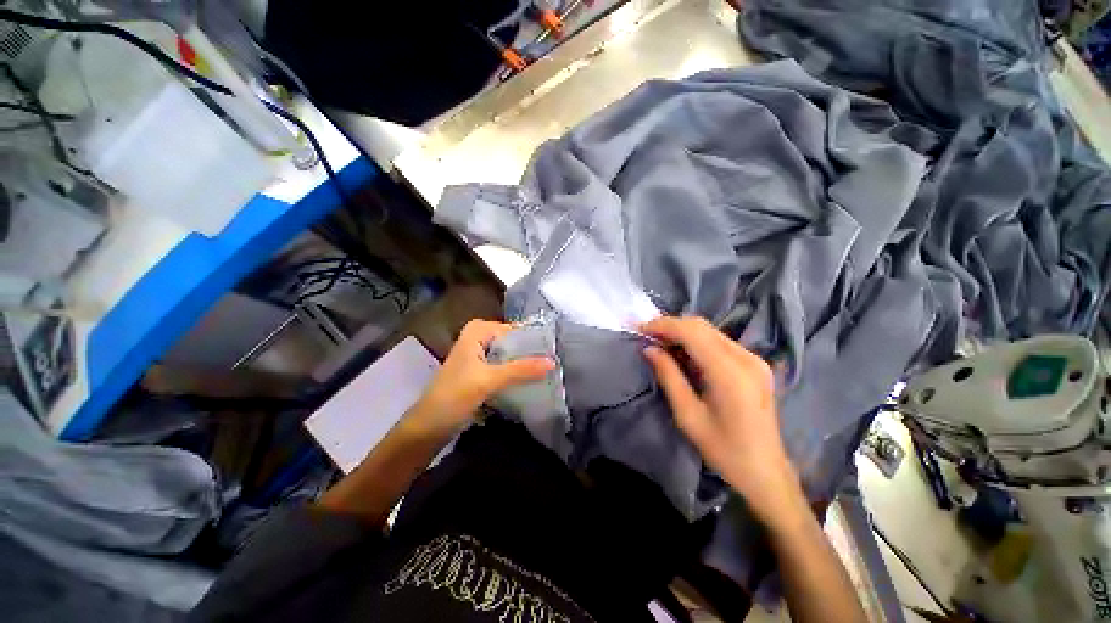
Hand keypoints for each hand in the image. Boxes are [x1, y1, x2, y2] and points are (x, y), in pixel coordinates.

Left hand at [408, 320, 553, 434]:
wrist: (427, 428)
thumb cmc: (453, 397)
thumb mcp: (488, 380)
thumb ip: (521, 369)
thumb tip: (553, 361)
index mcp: (476, 333)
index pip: (512, 328)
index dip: (531, 337)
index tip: (553, 347)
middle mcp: (477, 340)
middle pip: (511, 341)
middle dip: (530, 350)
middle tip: (553, 358)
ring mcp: (478, 358)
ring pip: (508, 355)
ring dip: (523, 362)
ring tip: (547, 368)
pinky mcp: (479, 374)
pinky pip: (503, 367)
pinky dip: (515, 372)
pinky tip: (530, 380)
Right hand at [641, 316, 800, 521]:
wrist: (765, 471)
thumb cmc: (723, 450)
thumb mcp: (688, 415)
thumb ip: (668, 376)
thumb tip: (649, 349)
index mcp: (730, 373)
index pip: (692, 332)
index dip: (663, 325)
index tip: (640, 328)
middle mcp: (746, 358)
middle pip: (702, 326)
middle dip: (671, 325)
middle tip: (647, 335)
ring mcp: (754, 359)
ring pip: (710, 331)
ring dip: (682, 332)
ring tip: (659, 342)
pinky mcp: (755, 364)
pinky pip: (719, 341)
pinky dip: (696, 340)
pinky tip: (682, 352)